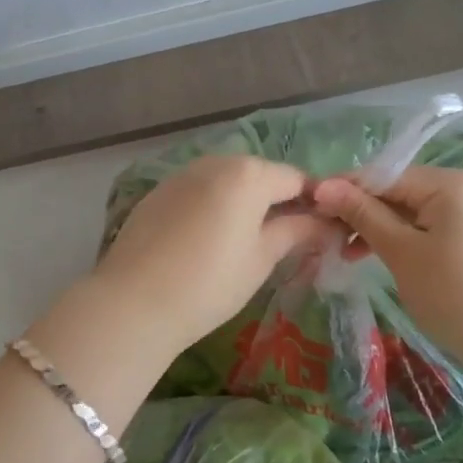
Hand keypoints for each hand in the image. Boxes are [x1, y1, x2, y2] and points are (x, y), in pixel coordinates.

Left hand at [89, 156, 337, 359]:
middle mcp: (215, 162)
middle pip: (260, 175)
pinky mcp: (159, 192)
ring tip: (249, 243)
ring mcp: (182, 174)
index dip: (315, 202)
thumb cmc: (210, 282)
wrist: (134, 301)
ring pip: (228, 181)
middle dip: (279, 200)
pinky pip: (200, 191)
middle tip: (289, 240)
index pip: (296, 179)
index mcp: (248, 173)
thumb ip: (296, 231)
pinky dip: (214, 206)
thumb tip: (327, 223)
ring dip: (245, 202)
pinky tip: (210, 240)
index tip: (324, 230)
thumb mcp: (261, 258)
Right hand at [312, 165, 462, 364]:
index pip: (382, 176)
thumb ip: (363, 215)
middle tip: (326, 238)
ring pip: (411, 212)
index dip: (344, 191)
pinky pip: (429, 228)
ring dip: (378, 229)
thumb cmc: (456, 293)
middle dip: (360, 213)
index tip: (310, 210)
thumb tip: (324, 186)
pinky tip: (379, 258)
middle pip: (397, 191)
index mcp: (448, 183)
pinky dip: (403, 241)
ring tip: (347, 254)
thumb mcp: (402, 252)